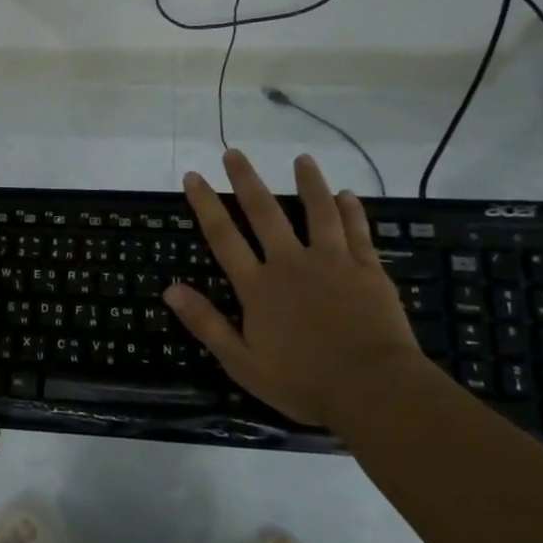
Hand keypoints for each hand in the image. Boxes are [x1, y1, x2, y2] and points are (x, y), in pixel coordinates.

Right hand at [165, 150, 428, 430]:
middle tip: (234, 153)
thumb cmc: (302, 381)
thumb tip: (169, 288)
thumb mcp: (241, 361)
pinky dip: (350, 210)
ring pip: (317, 212)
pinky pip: (357, 231)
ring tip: (301, 159)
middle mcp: (291, 263)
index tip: (194, 176)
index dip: (206, 204)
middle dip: (246, 181)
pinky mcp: (367, 269)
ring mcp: (332, 262)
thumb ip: (206, 322)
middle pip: (265, 213)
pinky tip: (347, 194)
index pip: (224, 237)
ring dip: (307, 183)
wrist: (373, 389)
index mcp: (258, 286)